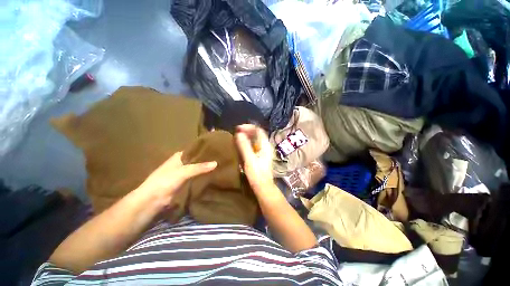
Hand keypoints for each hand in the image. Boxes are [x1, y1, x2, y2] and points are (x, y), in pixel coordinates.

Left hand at [137, 151, 216, 204]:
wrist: (152, 200)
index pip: (195, 150)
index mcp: (180, 156)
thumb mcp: (183, 172)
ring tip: (221, 166)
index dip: (205, 150)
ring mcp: (184, 173)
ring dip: (206, 169)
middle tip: (222, 159)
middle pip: (198, 160)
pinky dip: (203, 177)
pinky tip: (214, 176)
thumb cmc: (165, 181)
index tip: (218, 150)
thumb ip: (199, 167)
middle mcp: (182, 163)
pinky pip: (197, 177)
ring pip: (198, 169)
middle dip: (207, 160)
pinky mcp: (185, 183)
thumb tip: (216, 163)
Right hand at [235, 124, 274, 193]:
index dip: (249, 127)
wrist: (263, 187)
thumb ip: (244, 146)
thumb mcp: (249, 159)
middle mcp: (265, 146)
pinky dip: (247, 143)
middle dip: (247, 131)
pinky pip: (253, 145)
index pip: (258, 130)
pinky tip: (240, 145)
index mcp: (265, 145)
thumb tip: (239, 133)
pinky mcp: (260, 156)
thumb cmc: (257, 174)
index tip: (238, 128)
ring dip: (246, 136)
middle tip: (236, 132)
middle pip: (257, 134)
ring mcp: (263, 151)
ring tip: (237, 137)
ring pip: (255, 139)